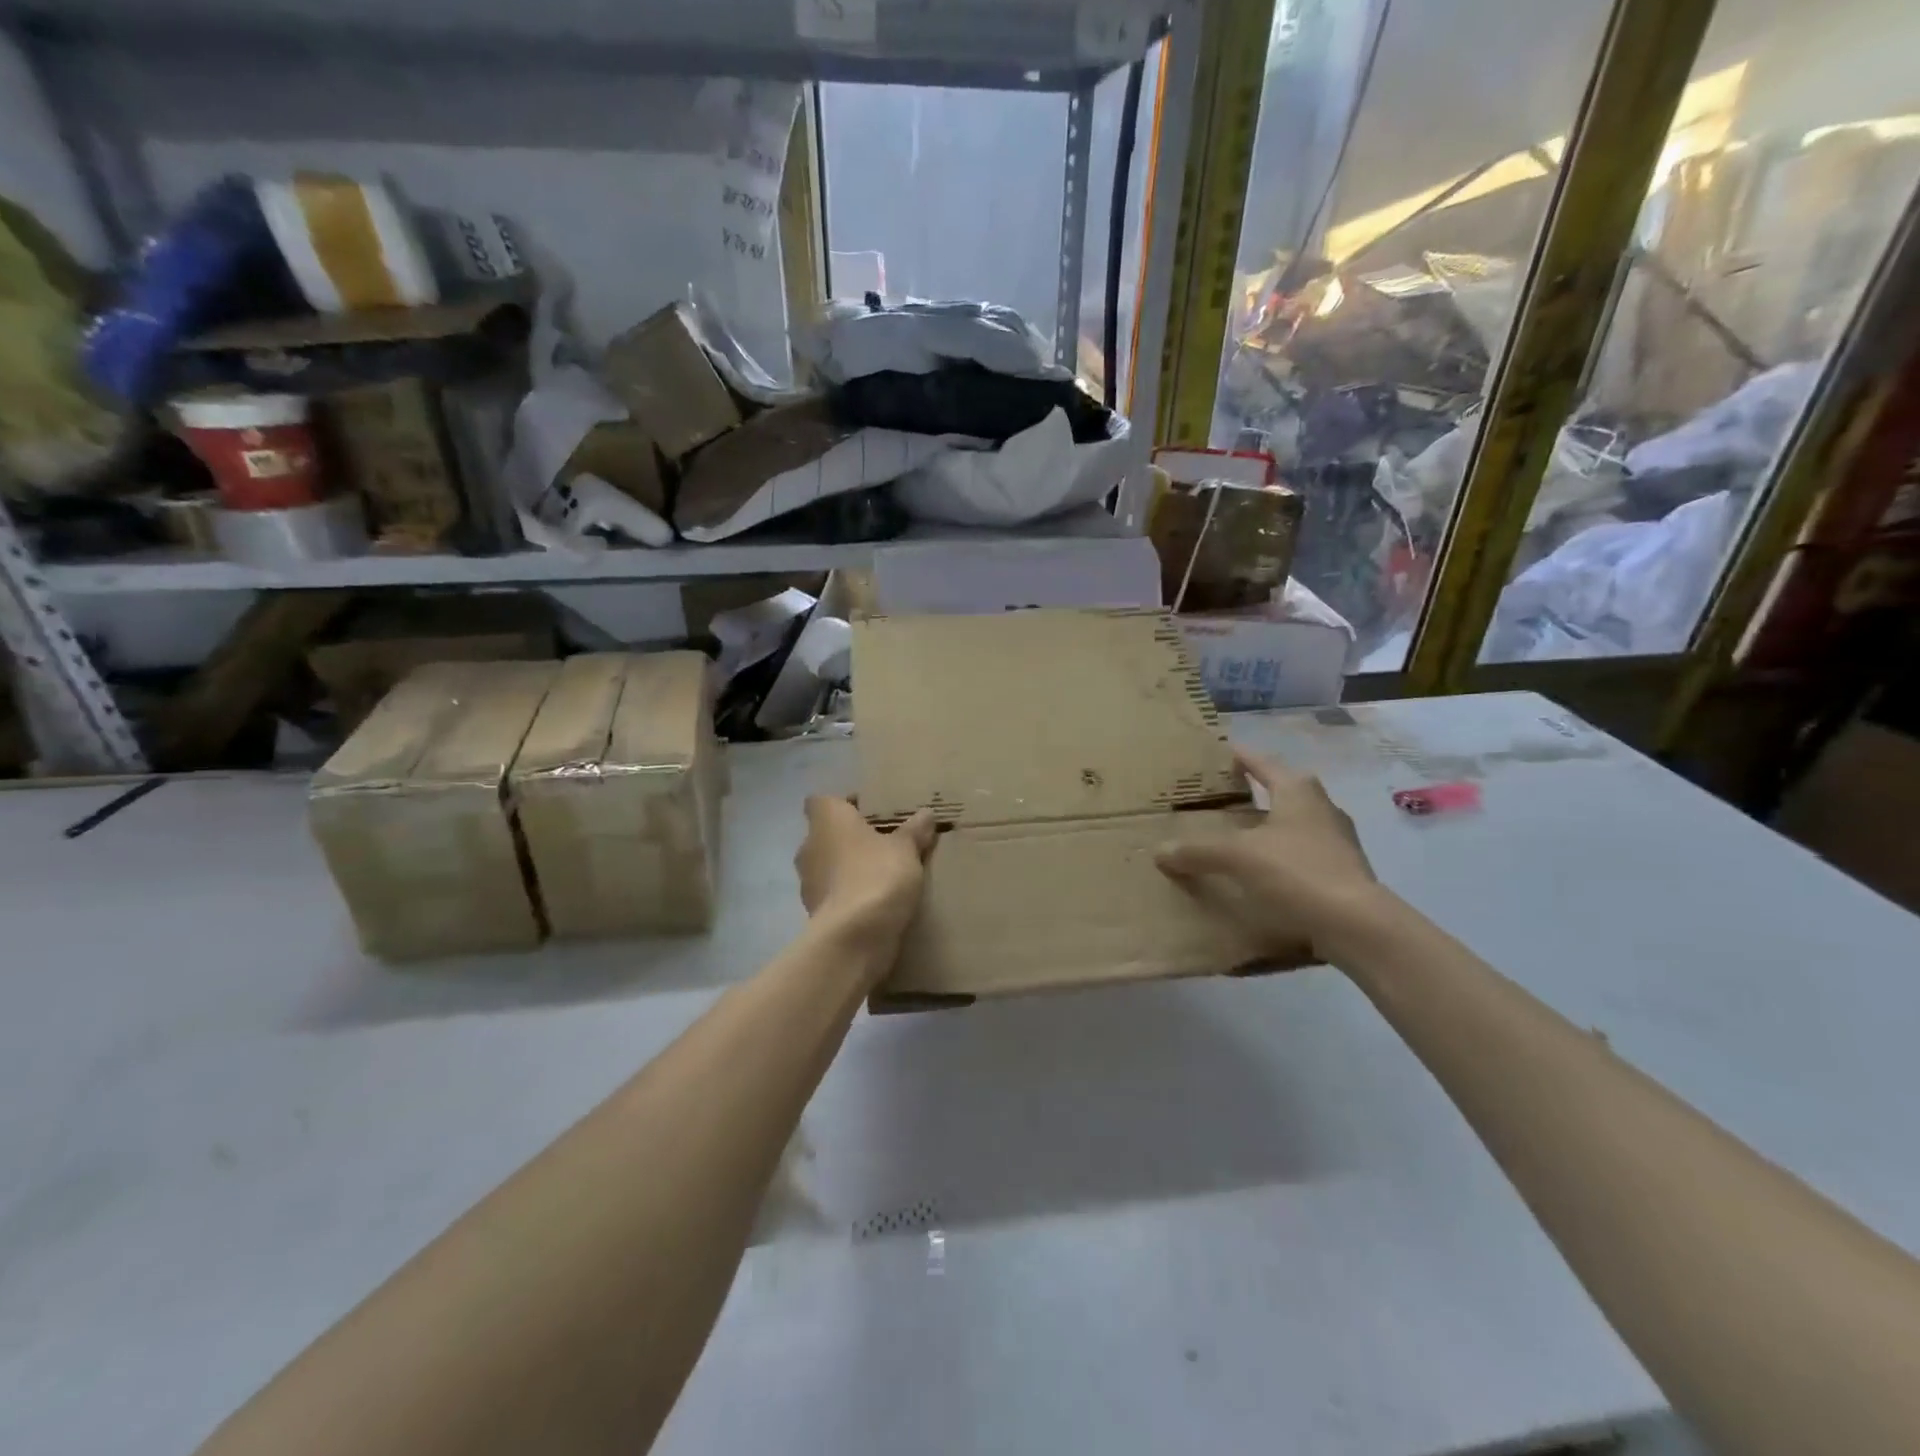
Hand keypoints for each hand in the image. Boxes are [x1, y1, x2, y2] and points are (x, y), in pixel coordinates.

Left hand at [795, 797, 937, 958]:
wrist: (854, 937)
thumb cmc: (877, 875)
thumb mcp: (906, 848)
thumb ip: (915, 830)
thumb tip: (926, 814)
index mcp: (826, 821)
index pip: (822, 801)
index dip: (844, 804)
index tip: (870, 812)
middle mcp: (809, 847)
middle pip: (827, 835)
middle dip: (851, 839)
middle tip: (884, 843)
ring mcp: (808, 883)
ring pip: (829, 866)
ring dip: (849, 869)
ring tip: (883, 875)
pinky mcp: (815, 913)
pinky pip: (834, 896)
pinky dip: (850, 896)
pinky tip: (876, 903)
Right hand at [1156, 749, 1380, 961]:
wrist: (1357, 926)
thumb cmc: (1296, 871)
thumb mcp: (1237, 856)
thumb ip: (1197, 850)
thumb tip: (1159, 852)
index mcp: (1298, 791)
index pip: (1262, 763)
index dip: (1239, 757)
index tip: (1221, 751)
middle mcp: (1322, 808)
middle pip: (1282, 791)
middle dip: (1254, 793)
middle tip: (1222, 798)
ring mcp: (1338, 841)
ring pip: (1293, 824)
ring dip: (1267, 828)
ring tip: (1236, 837)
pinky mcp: (1343, 873)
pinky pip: (1302, 855)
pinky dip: (1279, 857)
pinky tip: (1261, 874)